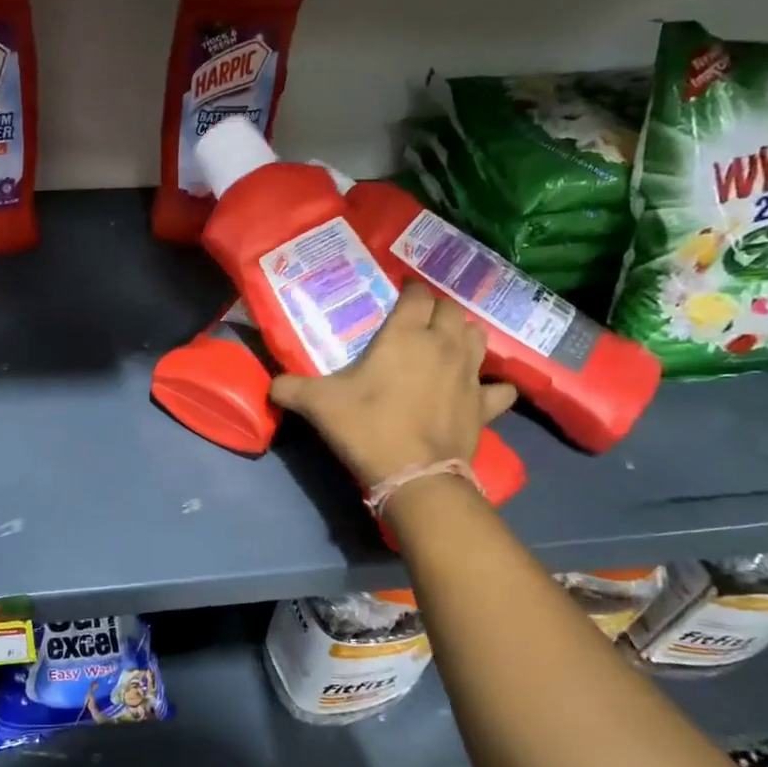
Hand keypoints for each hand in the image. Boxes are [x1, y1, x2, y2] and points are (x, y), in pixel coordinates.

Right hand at [269, 283, 517, 487]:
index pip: (416, 295)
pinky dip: (492, 386)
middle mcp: (443, 344)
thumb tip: (269, 385)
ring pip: (478, 337)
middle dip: (437, 310)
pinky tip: (481, 391)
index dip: (408, 291)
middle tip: (419, 322)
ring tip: (448, 345)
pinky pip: (498, 388)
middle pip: (452, 309)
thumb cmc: (366, 427)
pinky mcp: (484, 405)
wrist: (414, 475)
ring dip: (465, 335)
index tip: (398, 297)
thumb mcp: (317, 404)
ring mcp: (469, 374)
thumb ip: (290, 388)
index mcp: (406, 334)